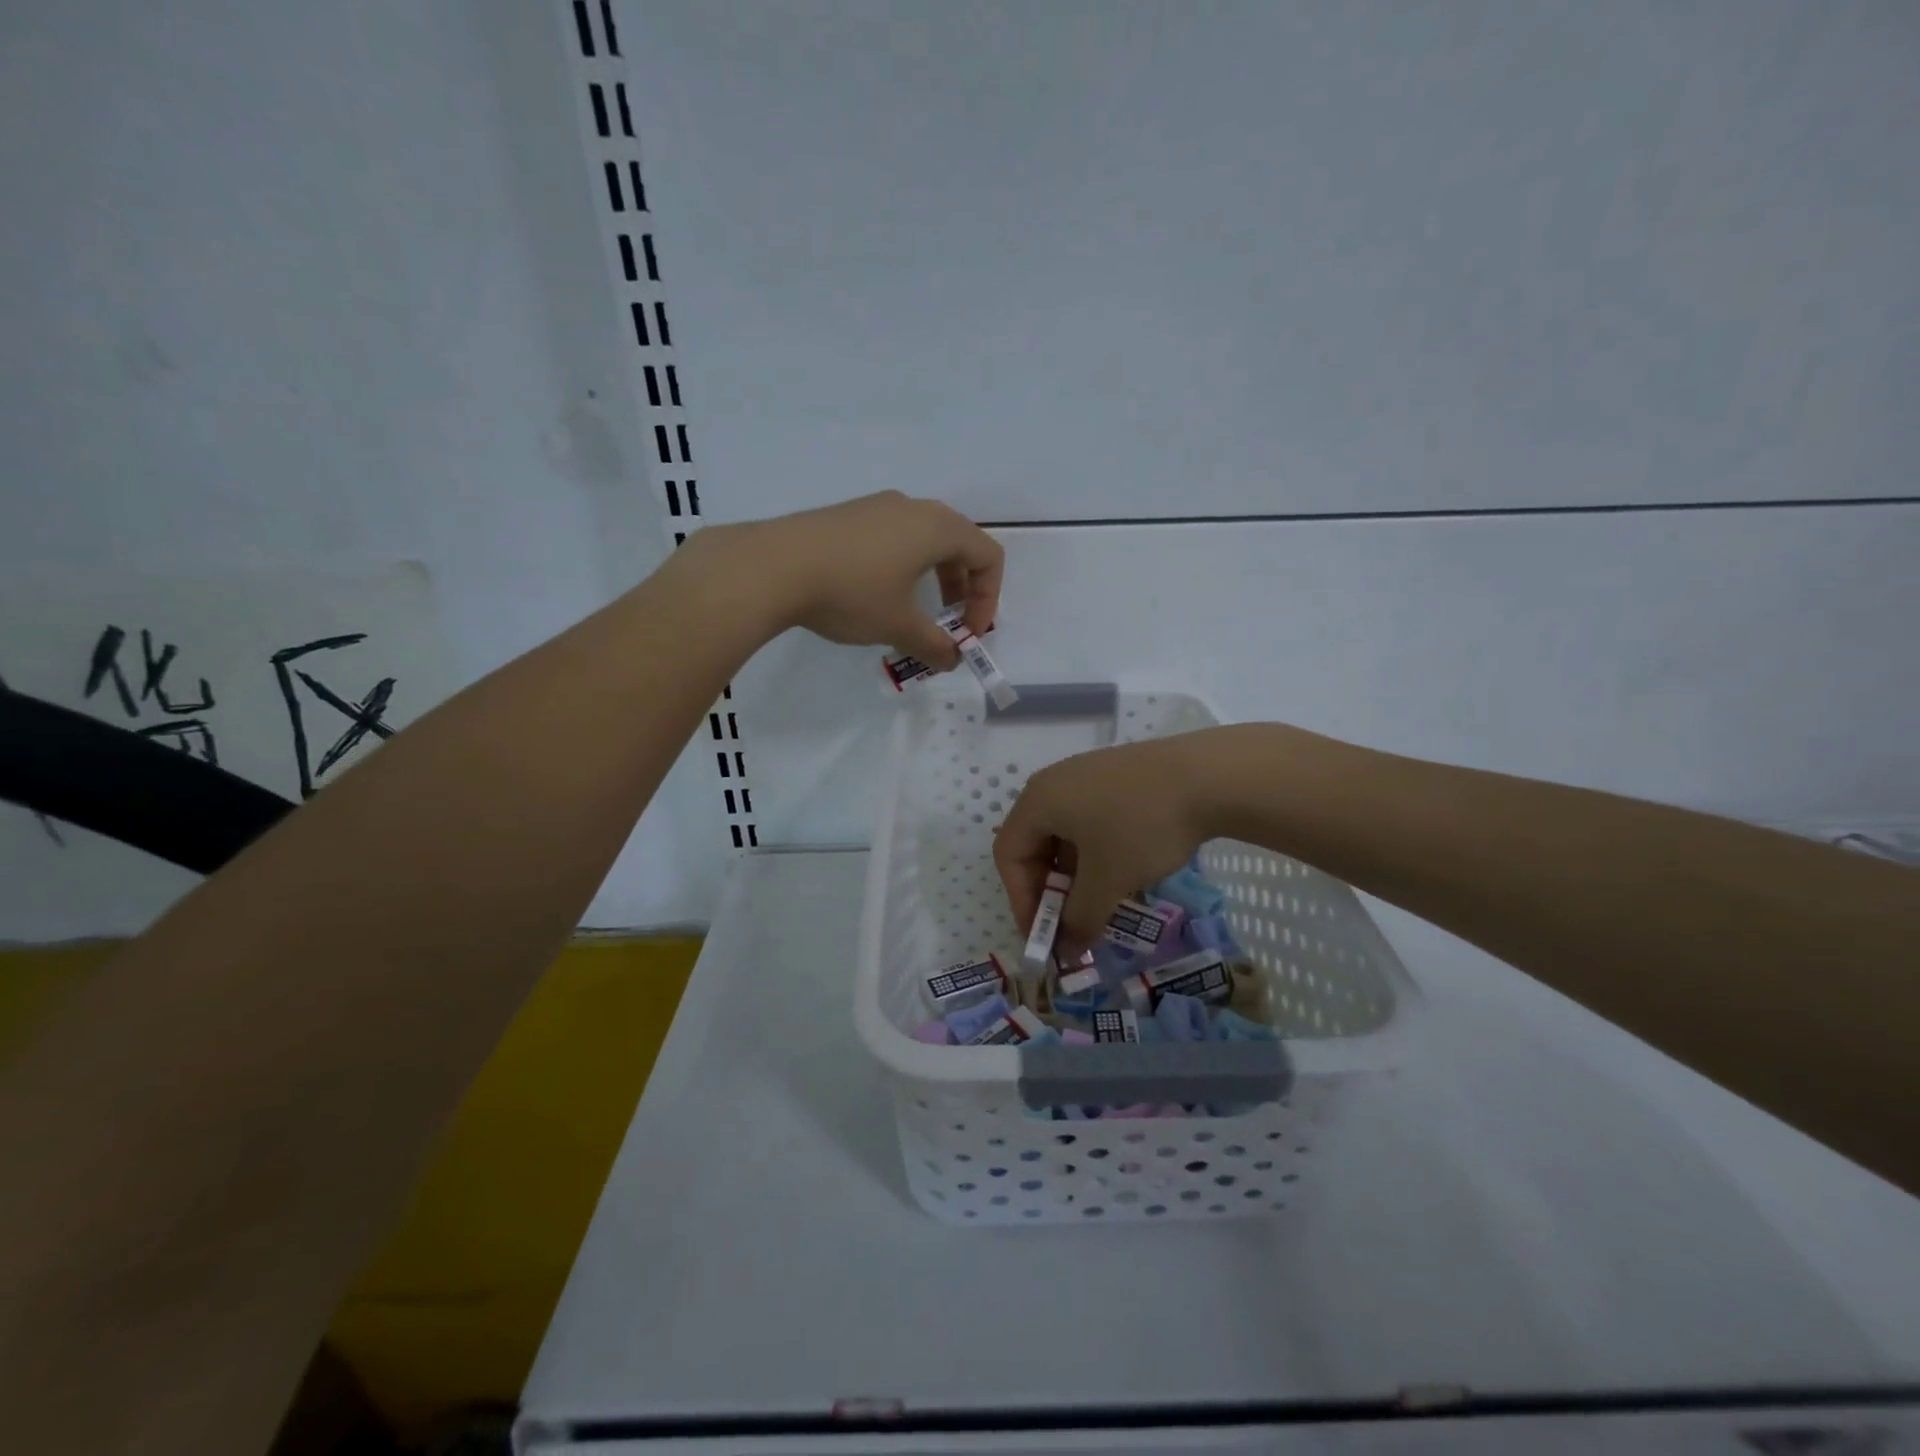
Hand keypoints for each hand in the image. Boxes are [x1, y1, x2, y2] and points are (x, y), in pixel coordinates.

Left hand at [722, 491, 1003, 668]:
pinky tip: (874, 595)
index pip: (988, 556)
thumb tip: (951, 660)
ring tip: (913, 613)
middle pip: (959, 544)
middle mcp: (912, 507)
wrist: (773, 566)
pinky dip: (902, 566)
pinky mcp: (847, 516)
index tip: (967, 635)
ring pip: (923, 540)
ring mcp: (876, 507)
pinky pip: (892, 537)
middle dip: (962, 589)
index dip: (988, 599)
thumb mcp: (899, 626)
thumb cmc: (852, 593)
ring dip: (932, 578)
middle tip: (948, 624)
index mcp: (937, 527)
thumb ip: (934, 645)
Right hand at [994, 733, 1215, 954]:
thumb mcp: (1108, 882)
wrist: (1210, 776)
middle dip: (1049, 890)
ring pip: (1065, 833)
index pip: (1008, 855)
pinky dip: (1095, 852)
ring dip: (1075, 875)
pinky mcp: (1117, 775)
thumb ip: (1080, 919)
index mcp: (1038, 800)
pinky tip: (1123, 871)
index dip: (1021, 901)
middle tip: (1071, 922)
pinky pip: (1090, 818)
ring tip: (1100, 902)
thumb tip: (1067, 952)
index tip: (1045, 936)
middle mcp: (1054, 781)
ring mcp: (1087, 774)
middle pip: (1034, 842)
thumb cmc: (1142, 828)